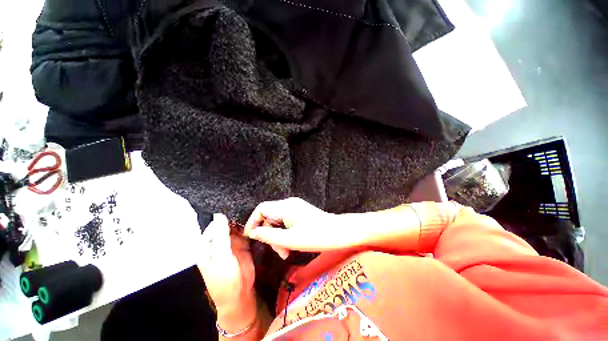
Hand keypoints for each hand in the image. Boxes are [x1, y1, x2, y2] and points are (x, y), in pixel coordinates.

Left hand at [198, 214, 256, 330]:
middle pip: (226, 224)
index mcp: (207, 245)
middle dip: (235, 217)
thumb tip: (218, 215)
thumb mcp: (221, 257)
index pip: (214, 225)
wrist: (239, 295)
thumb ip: (220, 236)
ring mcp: (231, 243)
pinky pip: (245, 233)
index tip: (236, 205)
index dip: (224, 216)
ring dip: (243, 221)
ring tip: (254, 211)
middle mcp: (219, 242)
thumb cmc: (225, 279)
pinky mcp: (242, 245)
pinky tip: (256, 220)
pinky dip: (249, 227)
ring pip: (236, 227)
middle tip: (248, 205)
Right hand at [244, 198, 374, 257]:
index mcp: (285, 206)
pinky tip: (291, 245)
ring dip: (279, 237)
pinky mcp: (300, 214)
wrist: (340, 232)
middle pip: (270, 217)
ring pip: (278, 222)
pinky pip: (286, 222)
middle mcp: (289, 204)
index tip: (252, 238)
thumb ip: (269, 236)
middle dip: (270, 235)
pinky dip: (285, 234)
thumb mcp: (290, 239)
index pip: (261, 208)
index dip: (253, 222)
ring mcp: (296, 208)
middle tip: (279, 252)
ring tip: (286, 252)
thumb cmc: (316, 236)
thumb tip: (253, 233)